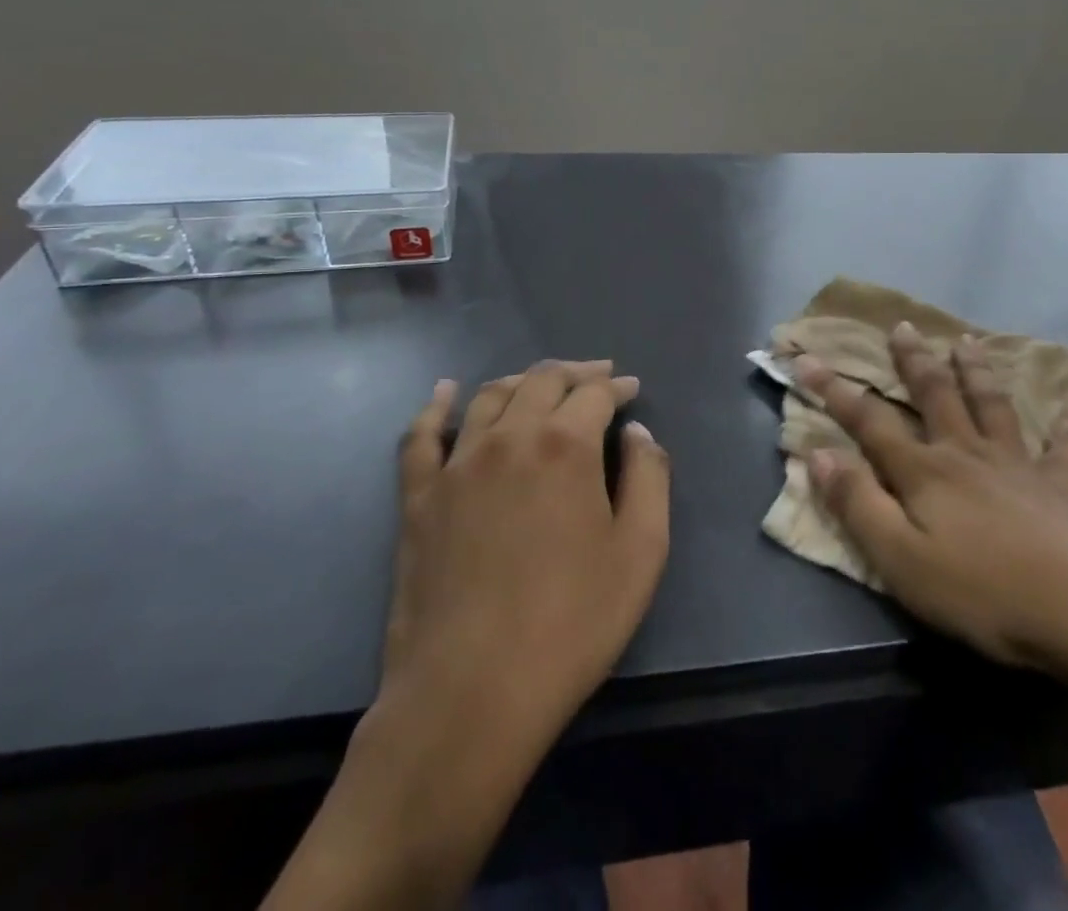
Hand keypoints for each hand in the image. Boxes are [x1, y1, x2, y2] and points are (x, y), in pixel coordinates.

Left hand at [380, 360, 669, 747]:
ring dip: (522, 381)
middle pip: (543, 381)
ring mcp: (457, 464)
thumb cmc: (570, 625)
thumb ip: (649, 480)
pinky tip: (445, 391)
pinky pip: (421, 436)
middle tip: (596, 379)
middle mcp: (509, 437)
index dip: (617, 387)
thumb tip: (637, 434)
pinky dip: (436, 406)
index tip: (631, 391)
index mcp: (565, 446)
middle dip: (576, 374)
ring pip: (490, 396)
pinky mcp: (418, 497)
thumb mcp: (640, 553)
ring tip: (540, 385)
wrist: (470, 694)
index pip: (595, 394)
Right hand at [795, 326, 1067, 714]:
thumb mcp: (900, 558)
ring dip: (976, 371)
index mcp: (925, 472)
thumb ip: (857, 504)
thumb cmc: (982, 591)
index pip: (869, 421)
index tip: (807, 358)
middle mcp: (967, 454)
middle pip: (934, 396)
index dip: (835, 390)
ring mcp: (1018, 465)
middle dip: (913, 361)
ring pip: (991, 405)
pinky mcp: (1064, 485)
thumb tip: (817, 453)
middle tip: (903, 327)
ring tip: (967, 341)